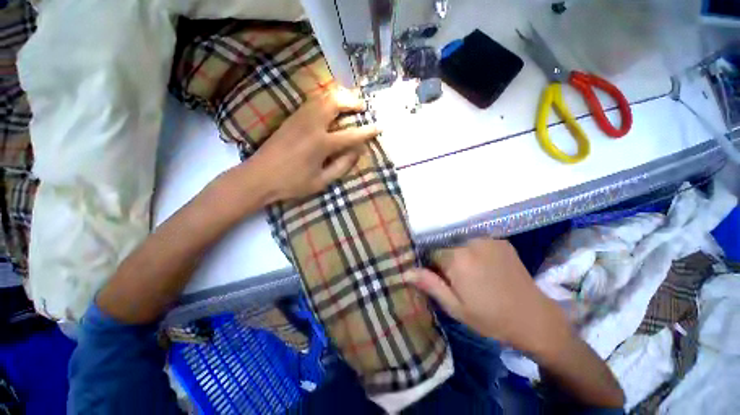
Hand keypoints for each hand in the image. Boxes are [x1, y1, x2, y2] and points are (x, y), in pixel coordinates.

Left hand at [249, 88, 379, 201]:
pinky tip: (330, 105)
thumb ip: (342, 166)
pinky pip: (311, 101)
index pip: (350, 135)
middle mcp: (311, 126)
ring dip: (338, 96)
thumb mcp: (321, 182)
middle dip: (351, 101)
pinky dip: (325, 99)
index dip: (366, 132)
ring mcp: (299, 119)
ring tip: (349, 102)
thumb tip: (357, 152)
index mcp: (321, 144)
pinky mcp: (291, 118)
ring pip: (322, 97)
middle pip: (334, 103)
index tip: (378, 127)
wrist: (259, 177)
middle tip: (362, 106)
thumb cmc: (292, 184)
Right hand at [409, 239, 569, 353]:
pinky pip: (478, 243)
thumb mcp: (455, 307)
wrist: (535, 319)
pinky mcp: (501, 241)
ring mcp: (488, 239)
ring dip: (462, 256)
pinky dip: (476, 252)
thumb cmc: (491, 318)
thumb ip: (430, 285)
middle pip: (447, 247)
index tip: (443, 281)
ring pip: (461, 244)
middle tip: (460, 281)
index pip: (432, 253)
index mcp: (457, 258)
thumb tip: (405, 271)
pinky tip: (487, 268)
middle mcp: (471, 242)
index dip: (434, 267)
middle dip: (448, 261)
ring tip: (475, 275)